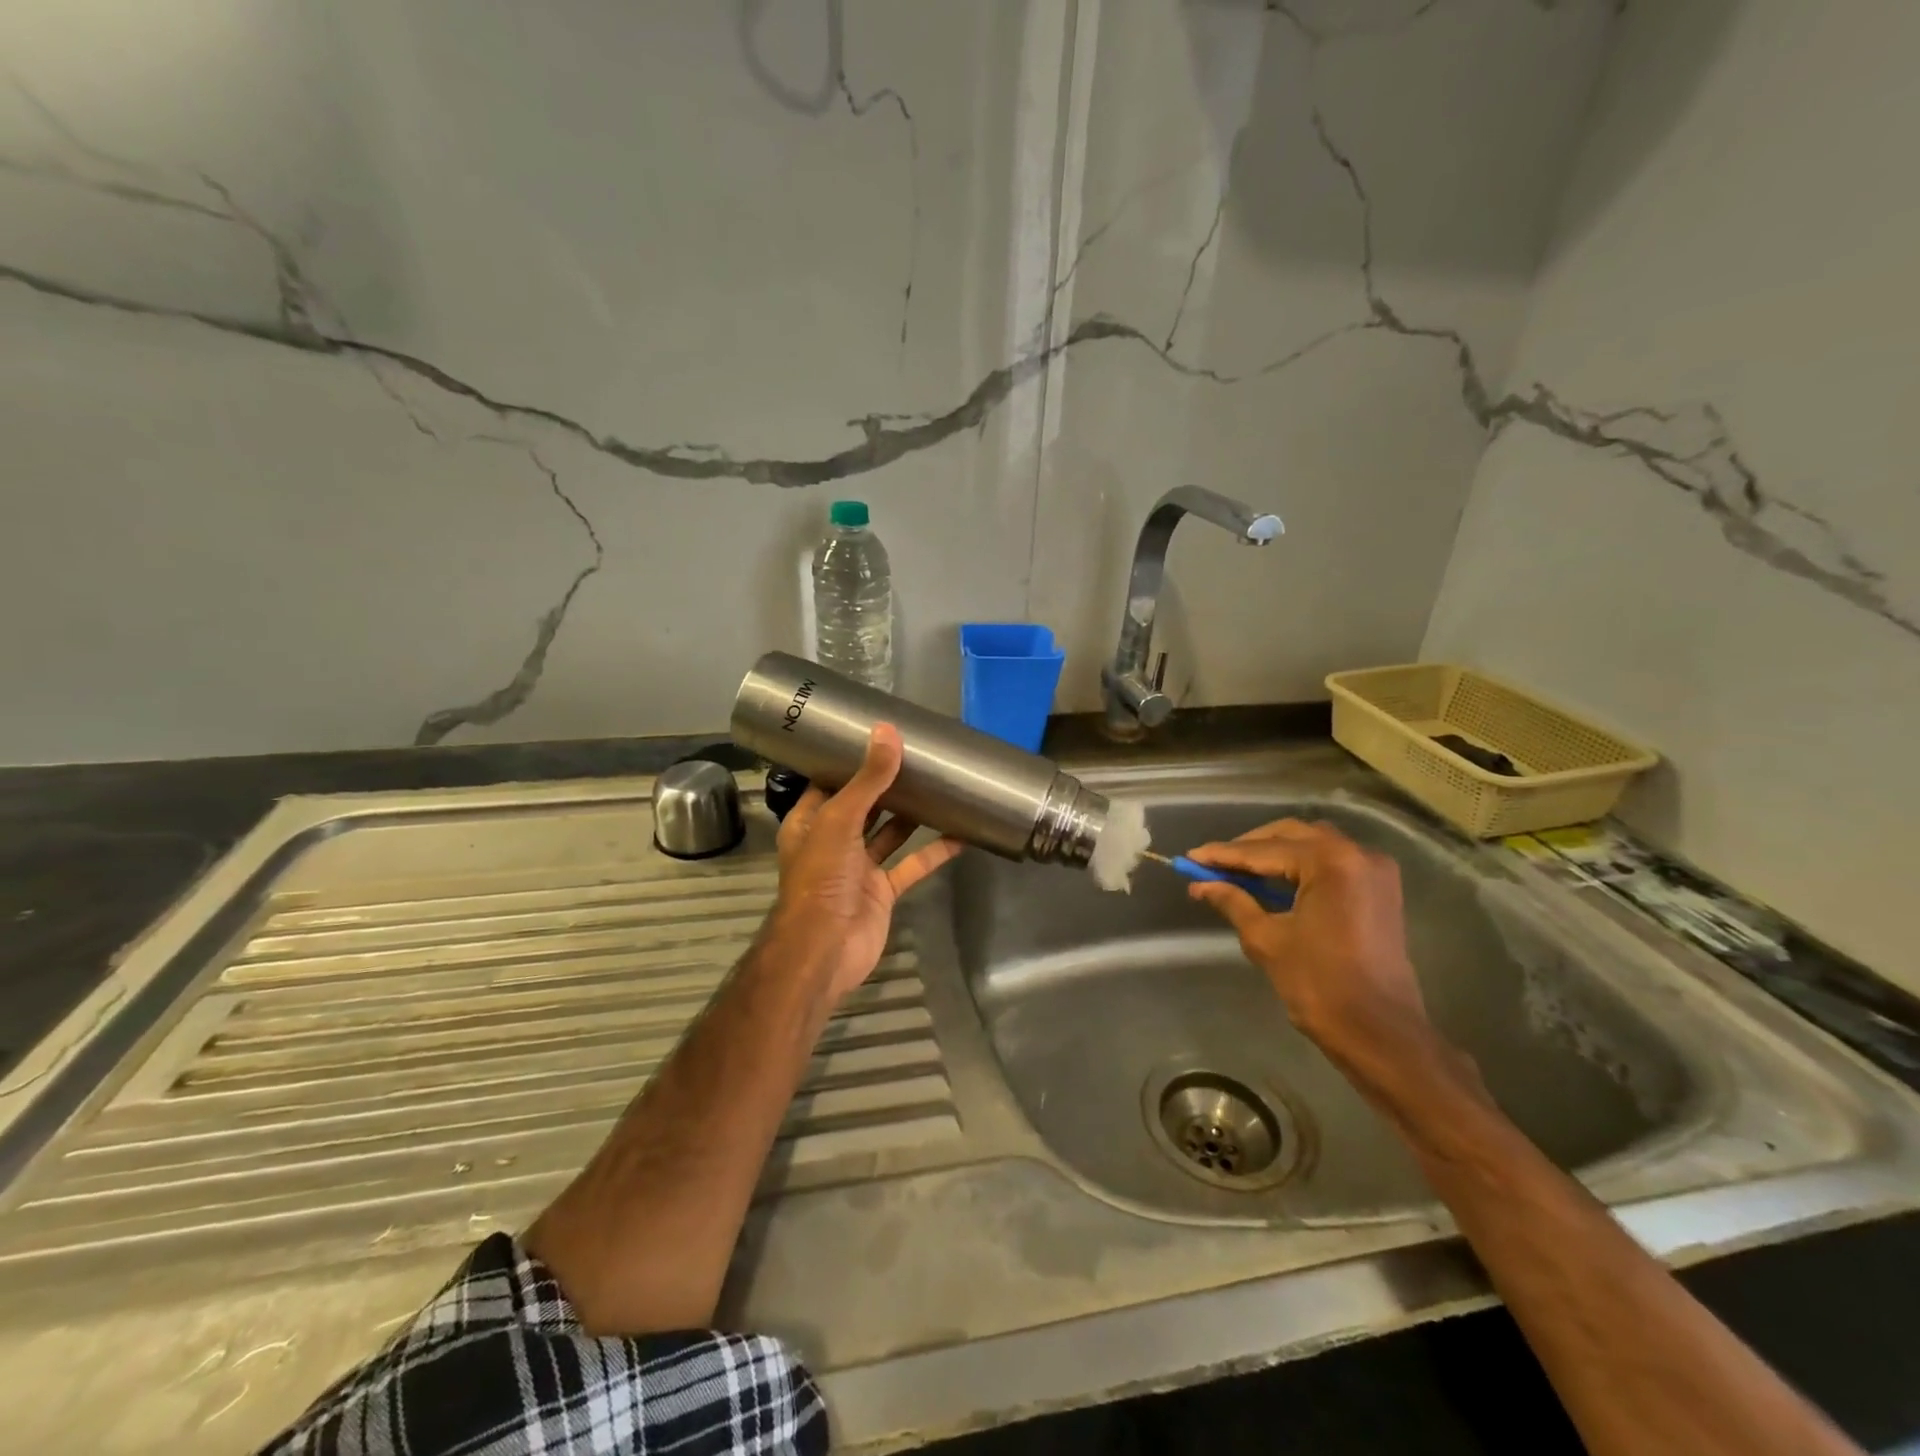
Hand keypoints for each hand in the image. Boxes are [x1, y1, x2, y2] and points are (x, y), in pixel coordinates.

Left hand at [768, 724, 964, 1004]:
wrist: (826, 948)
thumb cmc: (821, 878)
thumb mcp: (841, 820)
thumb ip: (868, 780)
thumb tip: (888, 732)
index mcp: (810, 822)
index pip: (829, 783)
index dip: (849, 762)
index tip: (877, 737)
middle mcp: (833, 841)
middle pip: (863, 806)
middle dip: (886, 786)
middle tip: (918, 757)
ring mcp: (859, 868)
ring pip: (889, 833)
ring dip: (911, 814)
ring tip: (939, 785)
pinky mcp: (883, 891)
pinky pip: (911, 865)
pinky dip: (934, 852)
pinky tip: (960, 833)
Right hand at [1186, 819, 1434, 1079]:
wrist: (1381, 1034)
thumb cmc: (1320, 986)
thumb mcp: (1267, 940)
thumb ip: (1233, 902)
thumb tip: (1200, 884)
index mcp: (1330, 863)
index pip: (1264, 850)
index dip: (1223, 855)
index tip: (1191, 857)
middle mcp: (1357, 854)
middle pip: (1291, 835)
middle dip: (1249, 847)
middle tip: (1213, 863)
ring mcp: (1375, 871)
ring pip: (1313, 844)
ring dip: (1275, 853)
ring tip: (1239, 871)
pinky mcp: (1380, 890)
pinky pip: (1332, 862)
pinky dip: (1300, 866)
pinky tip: (1274, 882)